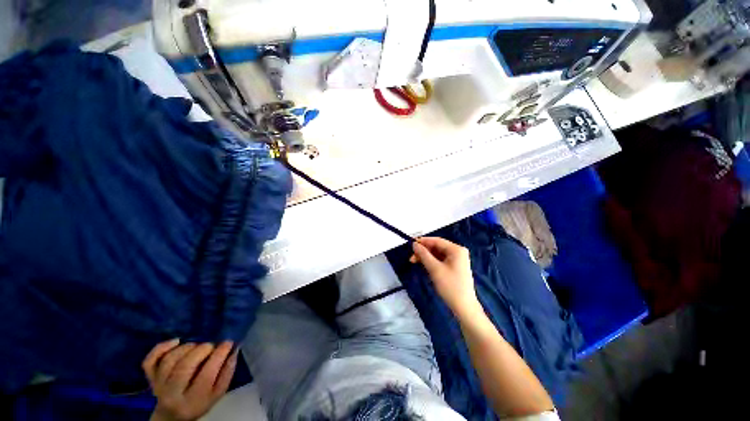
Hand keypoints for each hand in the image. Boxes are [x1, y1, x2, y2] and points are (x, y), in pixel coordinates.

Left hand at [142, 339, 236, 420]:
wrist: (172, 415)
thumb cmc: (199, 401)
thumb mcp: (217, 393)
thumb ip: (227, 373)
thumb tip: (234, 350)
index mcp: (193, 400)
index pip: (206, 375)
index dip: (219, 355)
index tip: (228, 342)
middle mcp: (172, 393)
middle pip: (185, 366)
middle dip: (202, 350)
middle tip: (212, 345)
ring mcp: (158, 385)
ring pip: (169, 360)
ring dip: (187, 347)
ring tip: (197, 346)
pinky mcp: (149, 377)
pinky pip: (150, 360)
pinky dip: (161, 347)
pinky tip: (176, 341)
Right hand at [411, 237, 481, 318]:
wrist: (464, 307)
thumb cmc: (450, 286)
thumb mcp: (434, 269)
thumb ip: (423, 254)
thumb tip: (414, 244)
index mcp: (456, 249)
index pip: (436, 241)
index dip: (423, 241)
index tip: (410, 244)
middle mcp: (458, 252)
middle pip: (437, 247)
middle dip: (423, 251)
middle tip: (411, 257)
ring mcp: (457, 260)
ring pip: (437, 254)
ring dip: (426, 257)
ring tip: (414, 262)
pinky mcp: (455, 267)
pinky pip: (440, 260)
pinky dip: (431, 262)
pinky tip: (424, 265)